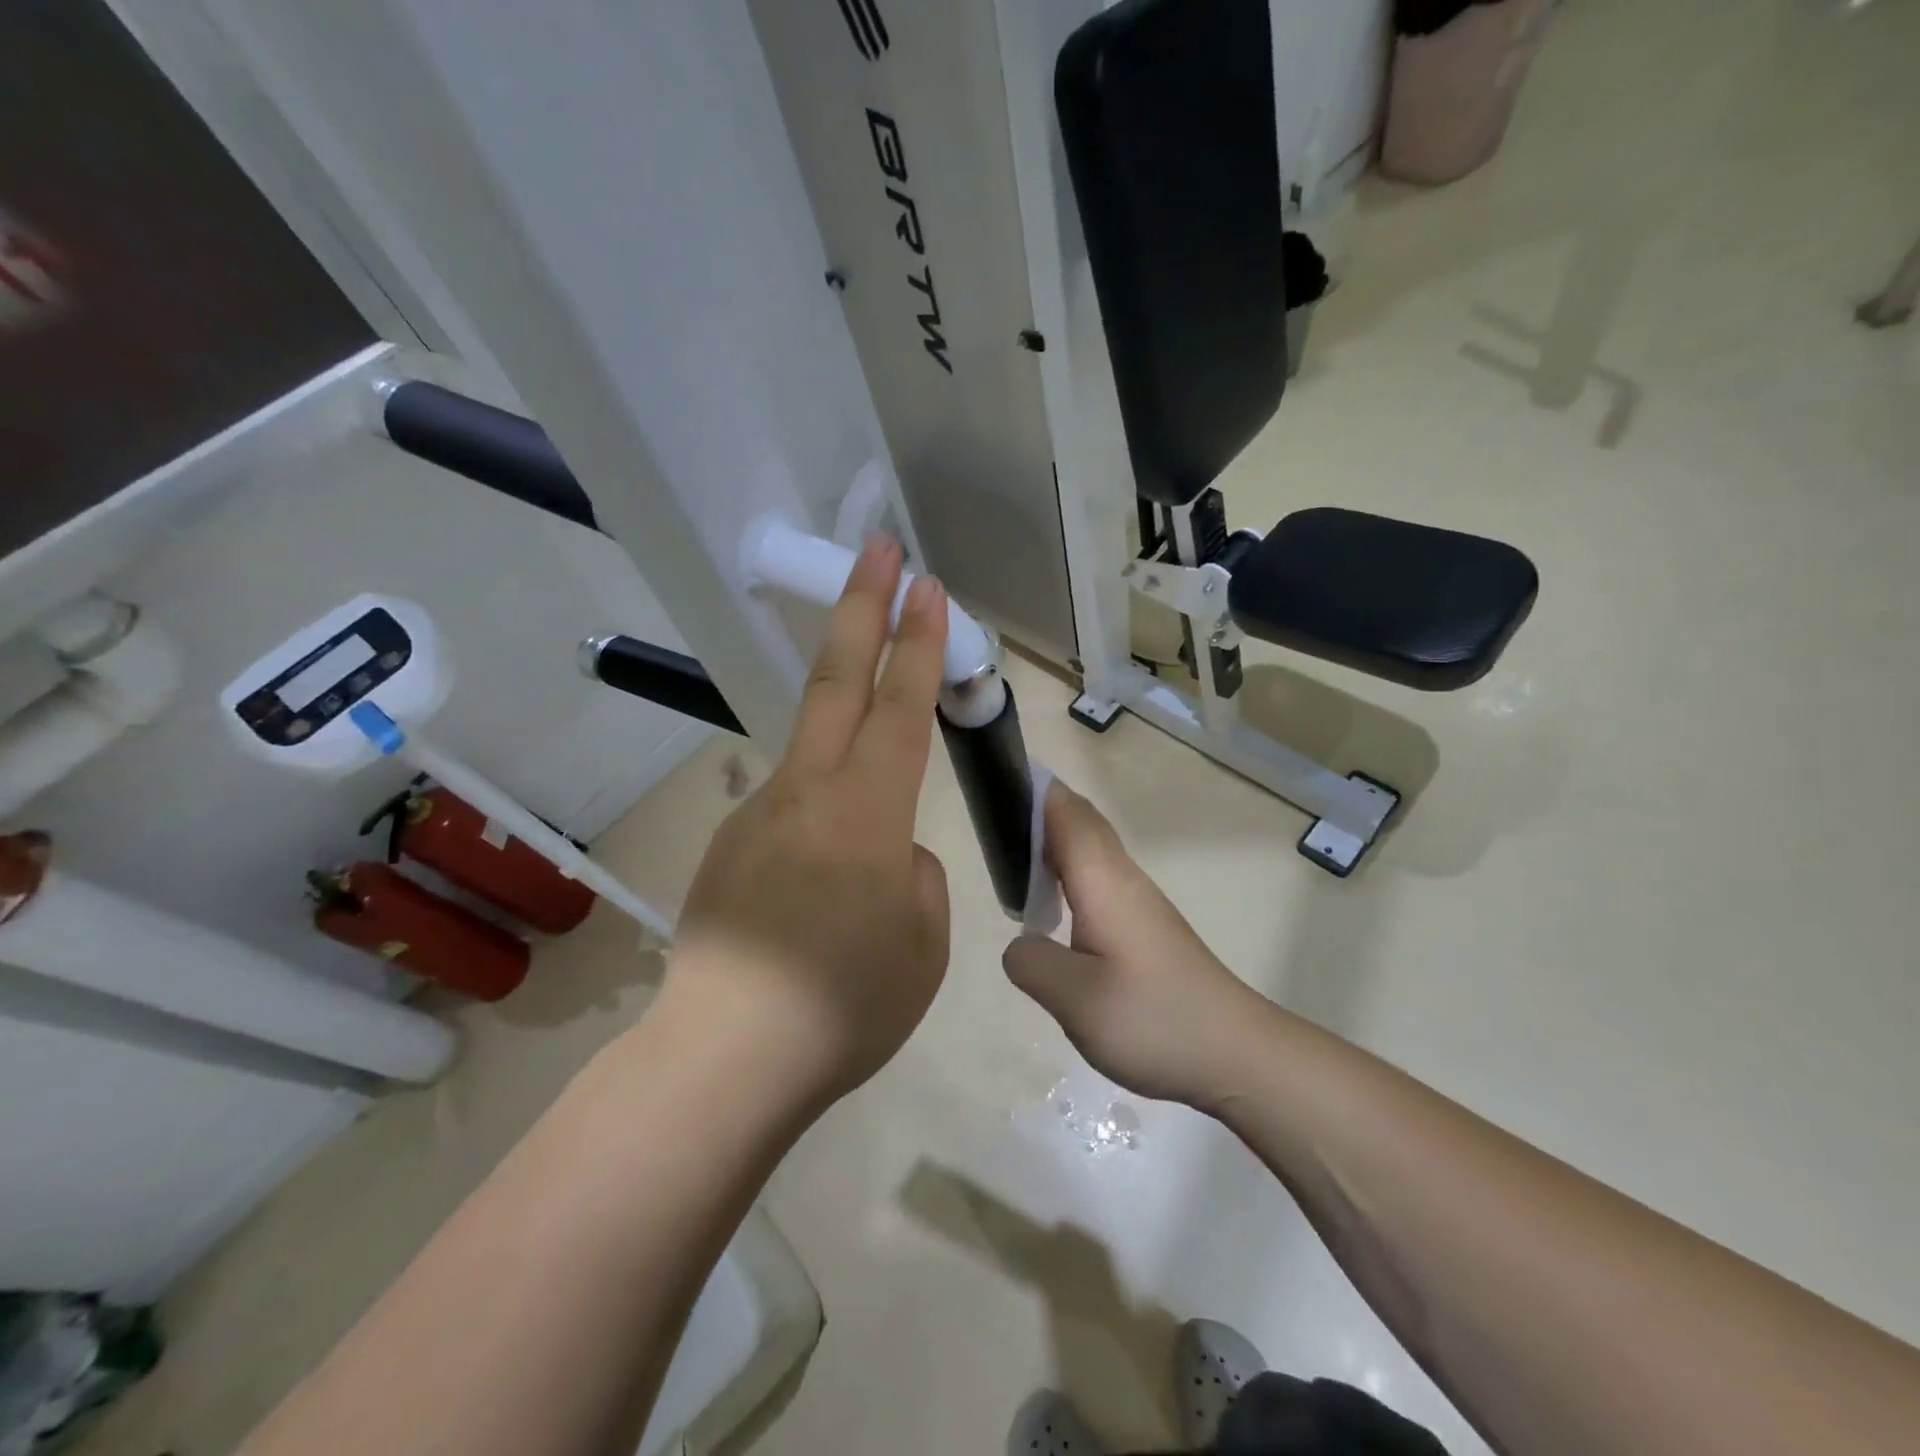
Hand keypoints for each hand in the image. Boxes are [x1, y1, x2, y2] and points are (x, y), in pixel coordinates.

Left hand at [667, 535, 951, 1110]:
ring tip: (867, 820)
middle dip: (862, 606)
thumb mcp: (923, 941)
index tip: (929, 584)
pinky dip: (822, 823)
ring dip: (844, 728)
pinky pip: (793, 812)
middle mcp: (808, 792)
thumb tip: (891, 853)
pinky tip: (824, 888)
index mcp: (867, 812)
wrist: (727, 1058)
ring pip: (813, 749)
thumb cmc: (847, 1003)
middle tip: (879, 548)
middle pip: (836, 679)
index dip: (920, 641)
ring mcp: (760, 813)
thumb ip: (915, 875)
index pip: (901, 705)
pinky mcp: (731, 844)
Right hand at [1002, 782, 1266, 1108]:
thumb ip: (1031, 961)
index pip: (1065, 811)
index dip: (1032, 790)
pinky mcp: (1148, 926)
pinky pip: (1100, 879)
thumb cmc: (1153, 1018)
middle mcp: (1122, 878)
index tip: (994, 786)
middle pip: (1079, 823)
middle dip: (1037, 812)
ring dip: (1053, 845)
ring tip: (1013, 865)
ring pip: (1091, 851)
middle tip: (992, 828)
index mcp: (1102, 880)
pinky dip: (1069, 876)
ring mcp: (1140, 901)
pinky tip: (1054, 911)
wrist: (1236, 1053)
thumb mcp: (1074, 999)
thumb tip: (1022, 943)